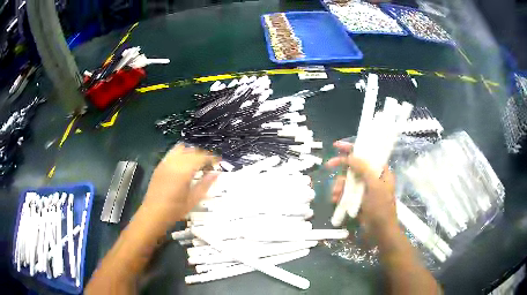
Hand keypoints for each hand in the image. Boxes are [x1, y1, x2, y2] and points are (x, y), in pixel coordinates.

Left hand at [141, 144, 219, 229]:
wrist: (153, 214)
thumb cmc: (175, 210)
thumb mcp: (193, 200)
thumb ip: (205, 184)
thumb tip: (216, 174)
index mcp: (184, 172)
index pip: (201, 158)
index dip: (211, 158)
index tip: (219, 161)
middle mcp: (174, 163)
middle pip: (192, 151)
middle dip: (203, 155)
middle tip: (210, 165)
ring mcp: (165, 163)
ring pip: (182, 149)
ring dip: (191, 153)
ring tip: (197, 162)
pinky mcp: (160, 166)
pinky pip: (172, 153)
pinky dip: (181, 154)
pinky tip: (183, 163)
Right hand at [326, 141, 397, 233]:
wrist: (380, 233)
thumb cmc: (381, 208)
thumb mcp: (375, 187)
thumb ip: (364, 169)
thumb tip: (351, 156)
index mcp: (380, 171)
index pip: (366, 154)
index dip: (352, 148)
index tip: (337, 146)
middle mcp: (372, 178)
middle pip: (354, 166)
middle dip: (342, 168)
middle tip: (328, 166)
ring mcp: (364, 189)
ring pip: (348, 180)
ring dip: (339, 185)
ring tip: (335, 194)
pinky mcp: (357, 199)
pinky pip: (346, 192)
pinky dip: (339, 194)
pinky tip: (335, 200)